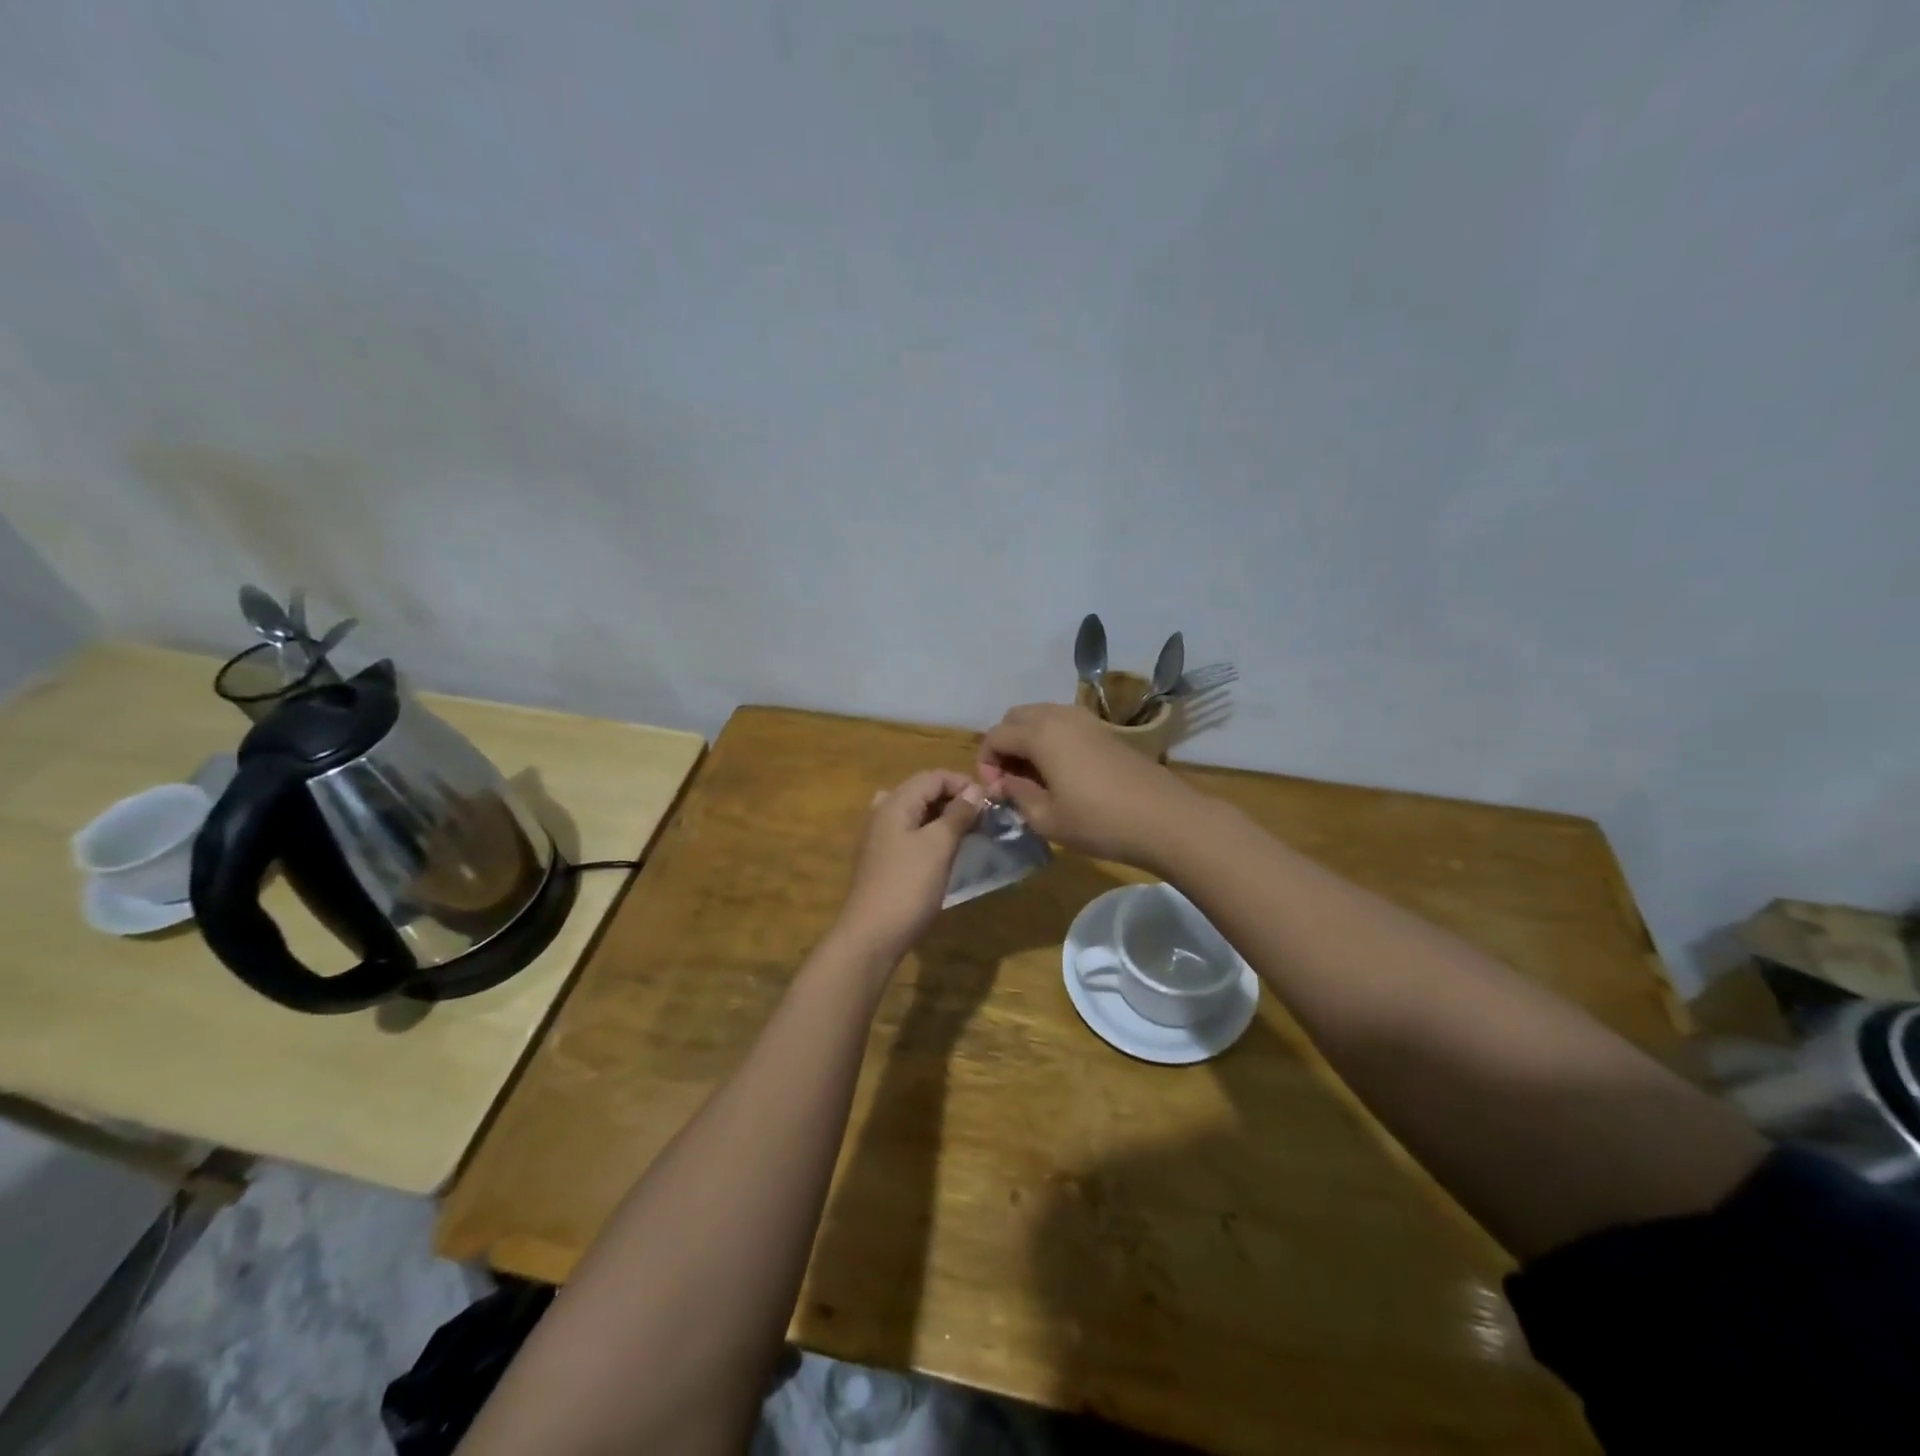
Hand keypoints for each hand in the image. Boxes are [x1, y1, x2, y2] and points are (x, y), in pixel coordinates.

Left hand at [832, 770, 984, 962]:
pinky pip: (908, 833)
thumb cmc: (908, 886)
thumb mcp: (938, 846)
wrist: (871, 935)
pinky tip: (944, 851)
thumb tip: (975, 790)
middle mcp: (882, 812)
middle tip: (982, 819)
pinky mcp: (881, 859)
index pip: (933, 776)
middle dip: (954, 799)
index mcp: (895, 803)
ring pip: (915, 813)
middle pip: (922, 791)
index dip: (962, 783)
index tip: (989, 803)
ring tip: (967, 832)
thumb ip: (957, 814)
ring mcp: (878, 837)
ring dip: (942, 816)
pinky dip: (929, 833)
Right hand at [976, 703, 1201, 868]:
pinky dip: (1051, 739)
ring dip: (1028, 740)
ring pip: (1041, 716)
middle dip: (1004, 744)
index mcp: (1040, 734)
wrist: (1165, 819)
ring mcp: (1086, 719)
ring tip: (1034, 778)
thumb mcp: (1047, 818)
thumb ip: (1017, 795)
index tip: (996, 793)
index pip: (995, 735)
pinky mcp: (1105, 730)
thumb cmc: (1099, 822)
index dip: (986, 763)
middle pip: (1016, 717)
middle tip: (1010, 781)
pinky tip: (1061, 772)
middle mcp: (1060, 716)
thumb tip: (1003, 784)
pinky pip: (1064, 723)